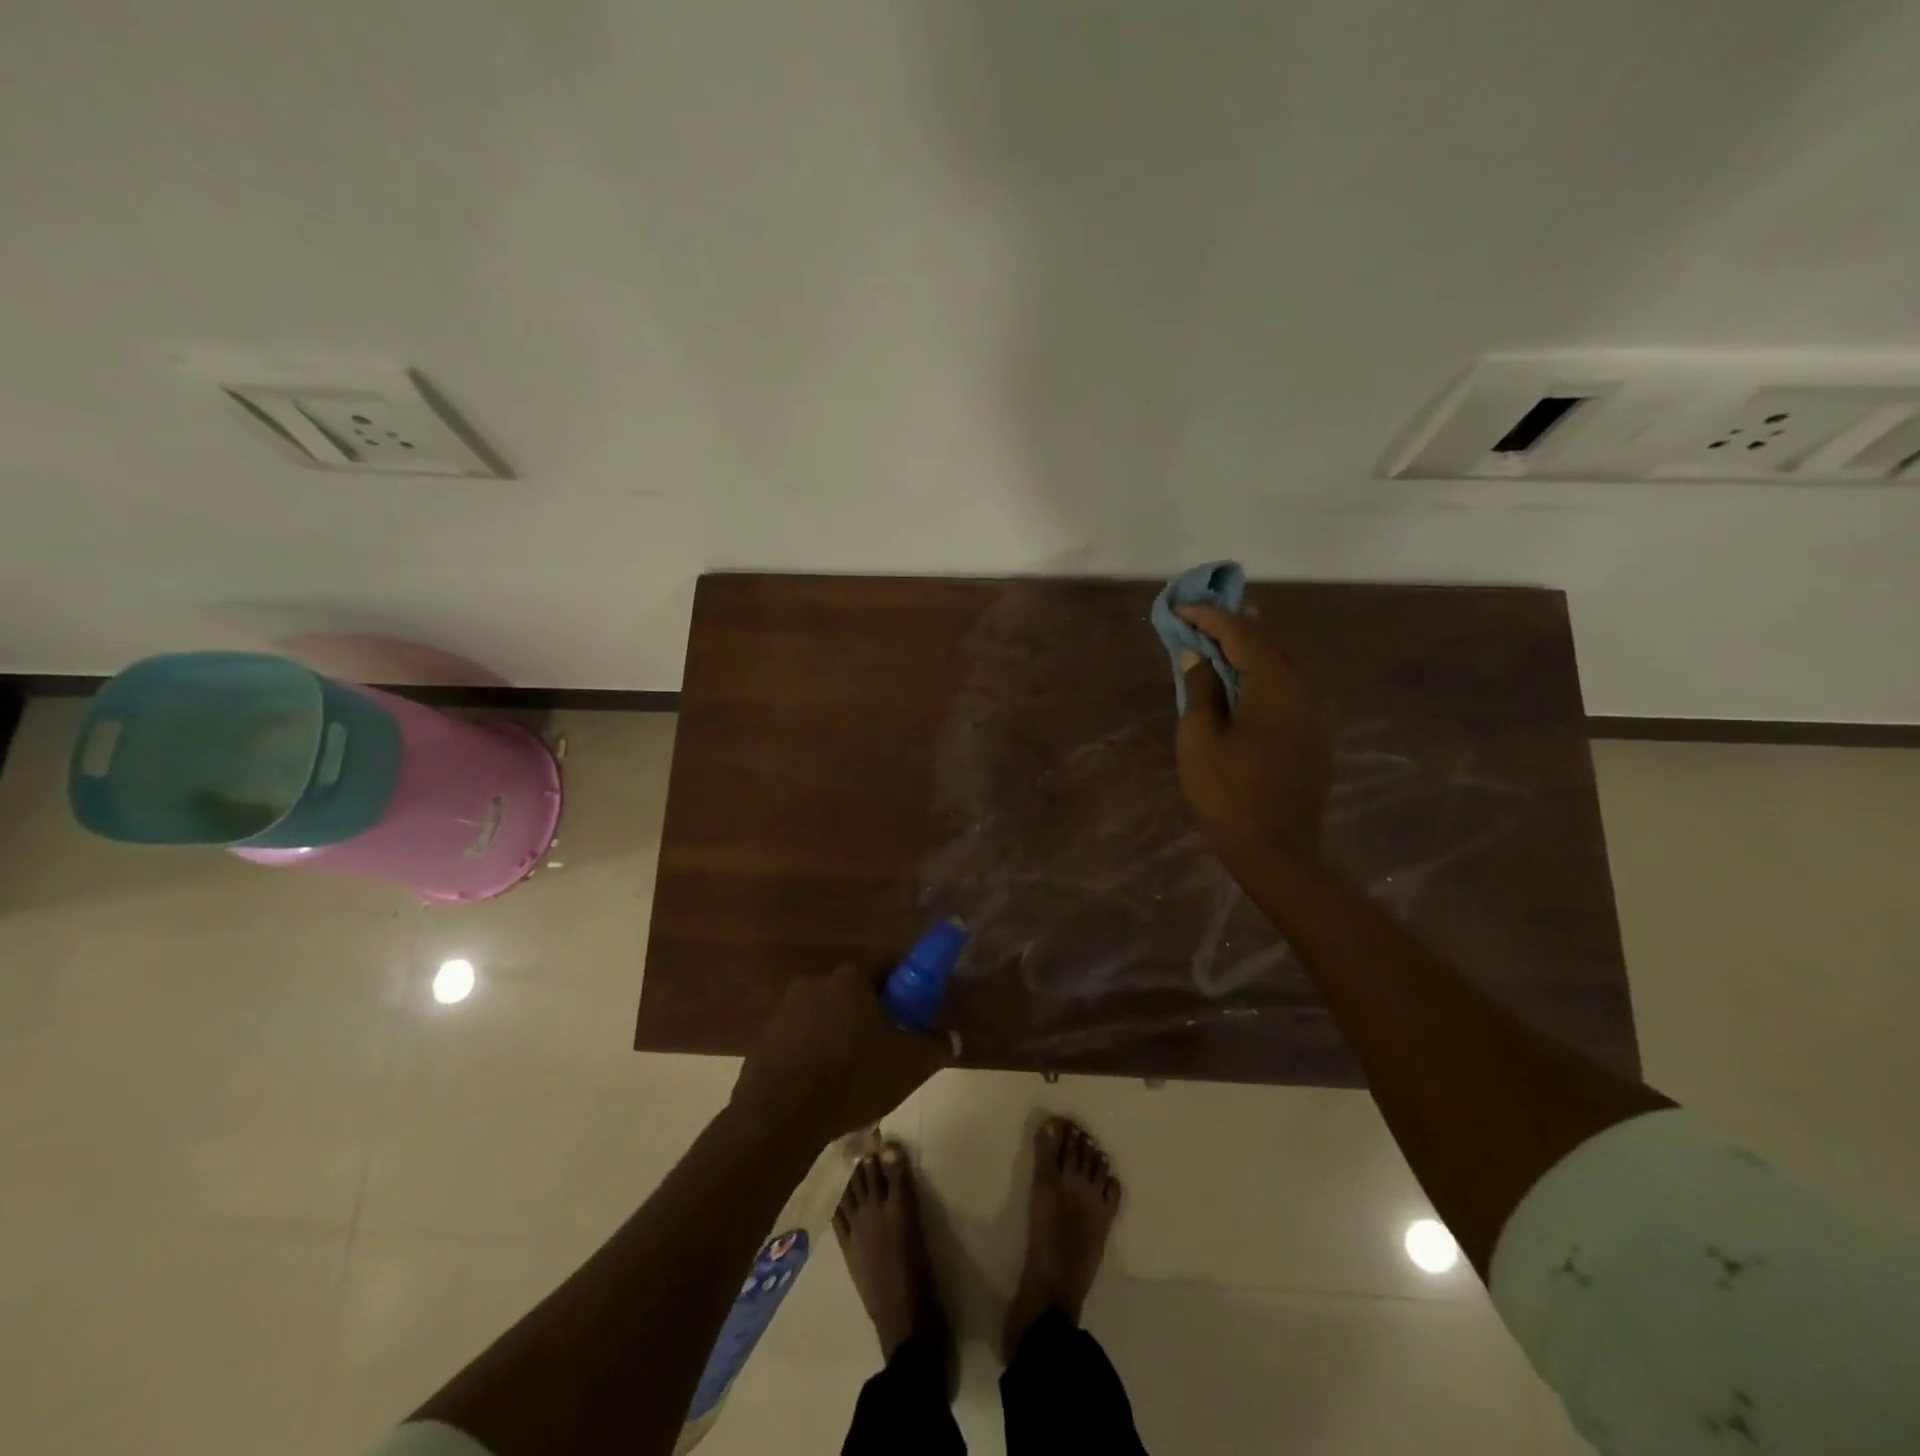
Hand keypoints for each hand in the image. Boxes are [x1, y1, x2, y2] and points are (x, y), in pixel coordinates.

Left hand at [731, 963, 953, 1144]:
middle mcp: (815, 983)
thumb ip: (936, 1046)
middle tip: (888, 1045)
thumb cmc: (852, 1077)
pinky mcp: (764, 1041)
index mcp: (850, 978)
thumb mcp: (910, 1065)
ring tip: (854, 1074)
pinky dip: (814, 1055)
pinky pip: (800, 1041)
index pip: (886, 965)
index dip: (905, 985)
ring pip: (825, 1016)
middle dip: (872, 1014)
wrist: (779, 1118)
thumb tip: (950, 1038)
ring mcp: (784, 1012)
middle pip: (854, 991)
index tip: (915, 1010)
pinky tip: (823, 1087)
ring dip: (840, 1035)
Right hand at [1174, 604, 1332, 860]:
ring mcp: (1315, 711)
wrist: (1277, 848)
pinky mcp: (1315, 732)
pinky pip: (1289, 686)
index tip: (1181, 609)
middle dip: (1232, 625)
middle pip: (1268, 641)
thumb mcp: (1200, 738)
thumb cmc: (1228, 792)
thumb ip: (1200, 688)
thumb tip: (1197, 655)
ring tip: (1219, 641)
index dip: (1209, 617)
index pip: (1241, 632)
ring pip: (1283, 663)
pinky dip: (1263, 672)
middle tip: (1200, 619)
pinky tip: (1244, 679)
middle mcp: (1304, 688)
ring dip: (1250, 648)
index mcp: (1275, 684)